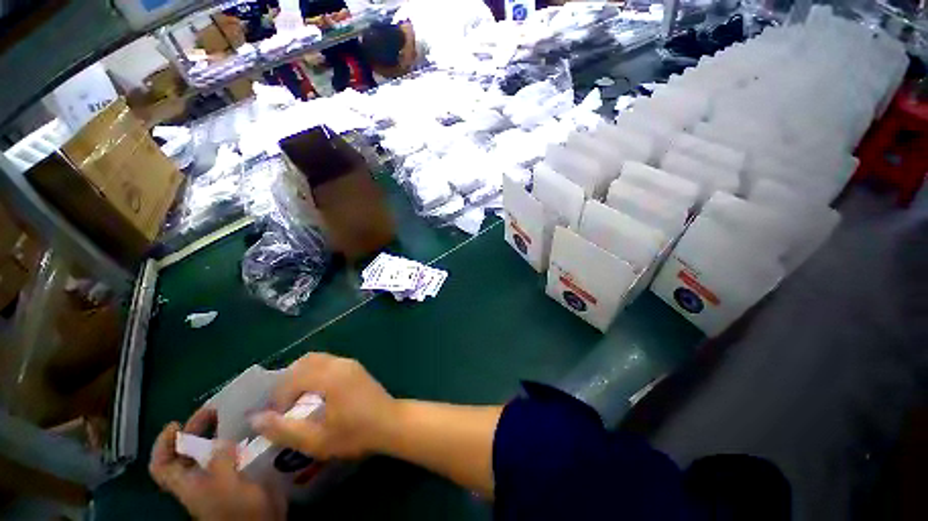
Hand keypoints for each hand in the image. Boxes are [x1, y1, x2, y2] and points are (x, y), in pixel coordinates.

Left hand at [149, 409, 284, 520]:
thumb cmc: (236, 509)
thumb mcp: (224, 486)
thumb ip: (219, 461)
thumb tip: (221, 439)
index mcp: (187, 484)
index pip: (162, 465)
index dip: (163, 444)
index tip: (176, 424)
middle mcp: (199, 479)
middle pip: (187, 453)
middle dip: (195, 430)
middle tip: (214, 410)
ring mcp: (220, 477)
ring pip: (211, 451)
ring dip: (218, 433)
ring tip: (234, 416)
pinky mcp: (239, 475)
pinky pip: (233, 452)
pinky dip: (237, 440)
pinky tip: (251, 432)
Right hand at [250, 353, 395, 459]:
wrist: (391, 423)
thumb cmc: (356, 433)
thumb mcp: (317, 440)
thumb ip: (284, 430)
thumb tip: (256, 419)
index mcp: (330, 377)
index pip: (293, 377)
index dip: (279, 395)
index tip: (277, 415)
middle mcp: (340, 363)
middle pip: (305, 361)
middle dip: (288, 380)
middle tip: (282, 404)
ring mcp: (350, 363)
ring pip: (317, 359)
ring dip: (301, 375)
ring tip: (296, 399)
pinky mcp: (355, 367)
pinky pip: (329, 362)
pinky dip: (315, 372)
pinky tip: (316, 393)